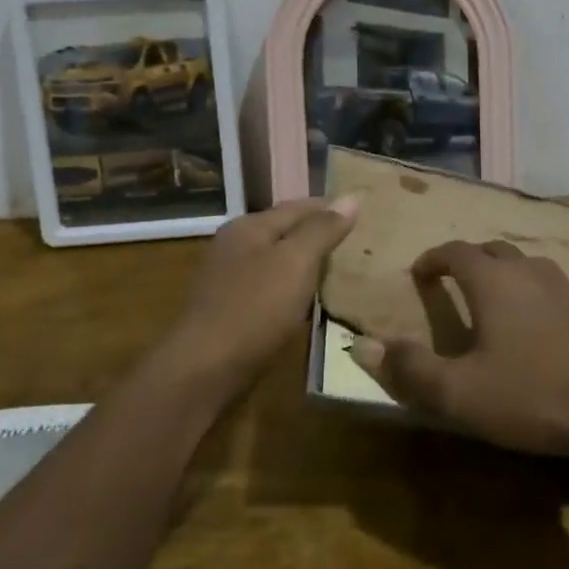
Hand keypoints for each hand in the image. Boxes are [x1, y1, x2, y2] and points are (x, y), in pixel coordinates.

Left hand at [159, 195, 360, 404]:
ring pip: (278, 263)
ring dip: (307, 265)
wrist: (203, 372)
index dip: (331, 208)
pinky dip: (293, 291)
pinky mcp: (230, 312)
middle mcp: (235, 246)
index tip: (365, 213)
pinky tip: (310, 303)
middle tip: (359, 244)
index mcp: (249, 226)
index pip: (299, 206)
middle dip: (319, 236)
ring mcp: (229, 280)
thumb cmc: (254, 309)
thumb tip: (352, 197)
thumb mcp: (295, 262)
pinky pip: (271, 290)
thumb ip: (323, 229)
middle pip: (286, 232)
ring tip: (343, 272)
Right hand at [348, 240, 568, 459]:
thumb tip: (361, 345)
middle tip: (455, 281)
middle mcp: (528, 271)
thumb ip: (409, 369)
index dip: (433, 258)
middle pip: (492, 250)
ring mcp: (567, 286)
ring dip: (507, 274)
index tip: (420, 273)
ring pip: (529, 265)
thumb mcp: (459, 393)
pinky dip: (542, 298)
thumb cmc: (531, 395)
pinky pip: (559, 291)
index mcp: (492, 281)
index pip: (454, 252)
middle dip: (469, 260)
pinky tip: (547, 325)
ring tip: (498, 300)